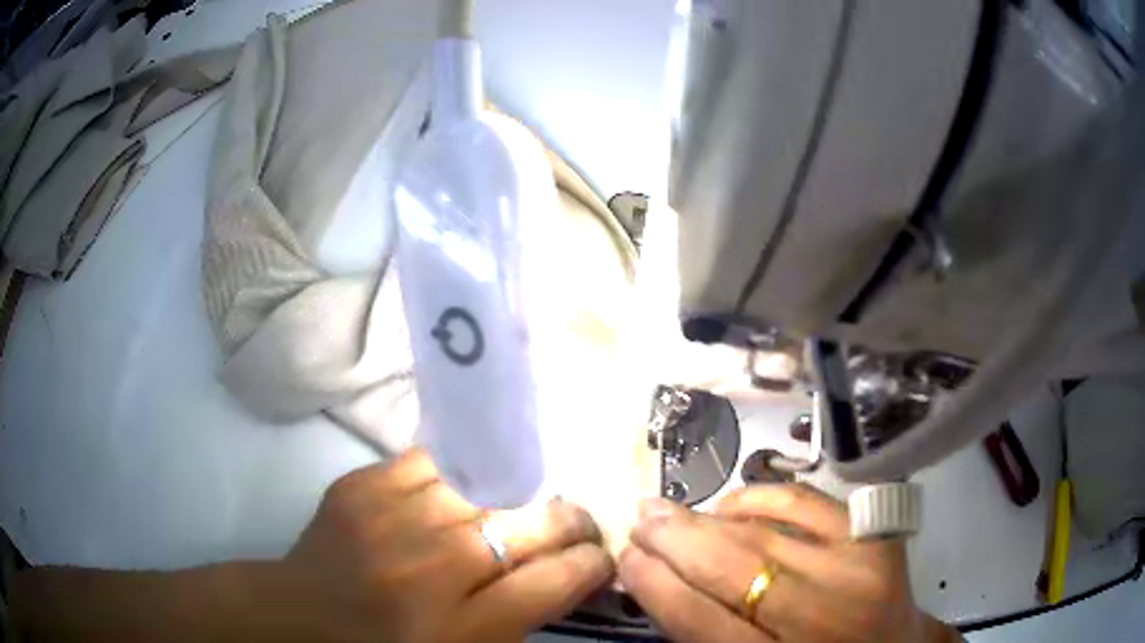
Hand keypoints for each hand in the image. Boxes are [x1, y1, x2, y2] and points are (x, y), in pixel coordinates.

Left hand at [265, 449, 612, 642]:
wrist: (303, 615)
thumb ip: (522, 616)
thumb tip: (572, 571)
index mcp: (462, 627)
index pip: (556, 581)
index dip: (592, 563)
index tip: (599, 556)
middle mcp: (433, 569)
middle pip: (532, 525)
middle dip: (572, 520)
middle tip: (576, 522)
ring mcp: (394, 519)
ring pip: (490, 484)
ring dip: (520, 494)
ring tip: (523, 501)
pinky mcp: (363, 485)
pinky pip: (434, 460)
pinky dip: (460, 473)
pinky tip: (465, 486)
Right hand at [617, 485, 959, 642]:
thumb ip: (707, 633)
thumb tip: (657, 579)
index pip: (702, 623)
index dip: (658, 586)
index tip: (626, 557)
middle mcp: (821, 618)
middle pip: (733, 571)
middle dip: (674, 541)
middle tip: (640, 519)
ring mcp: (854, 569)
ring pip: (764, 534)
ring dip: (707, 519)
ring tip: (669, 509)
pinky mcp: (874, 535)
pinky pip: (806, 502)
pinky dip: (762, 498)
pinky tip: (731, 503)